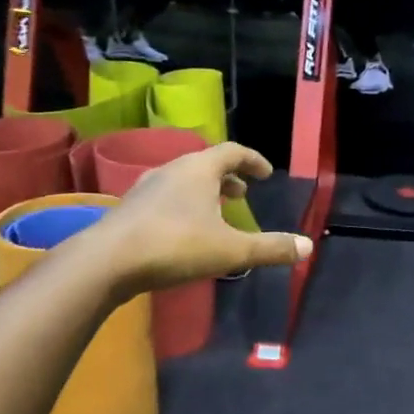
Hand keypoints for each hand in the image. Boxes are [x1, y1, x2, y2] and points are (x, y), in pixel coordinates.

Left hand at [78, 142, 310, 295]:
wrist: (106, 262)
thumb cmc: (175, 246)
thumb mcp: (232, 250)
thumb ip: (270, 248)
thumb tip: (307, 247)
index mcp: (199, 169)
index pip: (232, 151)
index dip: (253, 160)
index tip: (266, 174)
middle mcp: (172, 170)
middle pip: (205, 164)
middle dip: (228, 177)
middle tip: (243, 195)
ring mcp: (146, 188)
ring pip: (183, 181)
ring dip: (204, 192)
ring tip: (216, 213)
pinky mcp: (129, 209)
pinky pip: (165, 198)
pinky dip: (183, 206)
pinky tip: (185, 232)